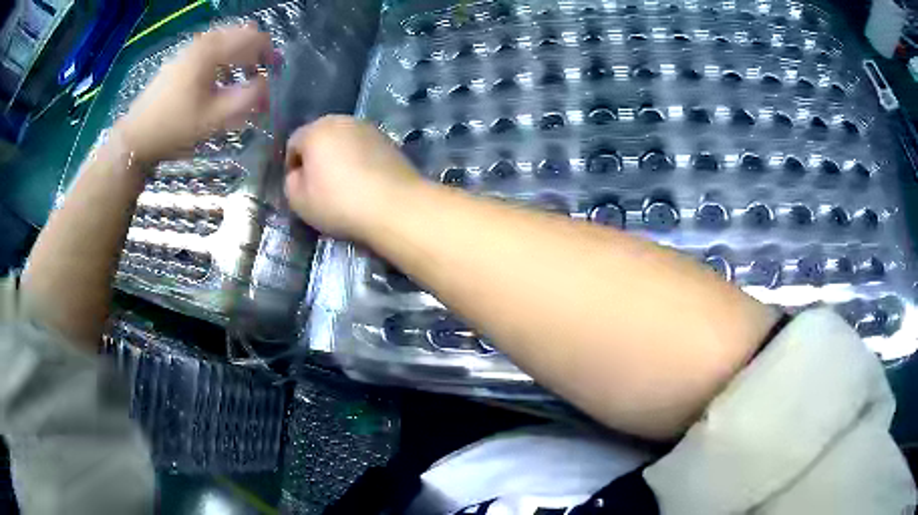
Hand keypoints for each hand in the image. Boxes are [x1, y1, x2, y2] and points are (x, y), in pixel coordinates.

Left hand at [116, 23, 272, 164]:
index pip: (254, 38)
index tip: (276, 73)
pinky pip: (211, 48)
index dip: (270, 53)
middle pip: (240, 34)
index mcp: (212, 50)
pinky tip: (219, 80)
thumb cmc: (175, 127)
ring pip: (225, 40)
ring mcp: (189, 49)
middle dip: (255, 52)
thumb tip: (267, 86)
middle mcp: (202, 41)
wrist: (136, 137)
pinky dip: (223, 58)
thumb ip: (247, 98)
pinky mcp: (181, 59)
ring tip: (241, 78)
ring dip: (239, 55)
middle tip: (260, 75)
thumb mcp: (215, 117)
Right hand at [284, 115, 423, 238]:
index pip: (294, 143)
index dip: (292, 165)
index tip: (299, 188)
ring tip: (344, 185)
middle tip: (320, 186)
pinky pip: (364, 149)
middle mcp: (342, 121)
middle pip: (320, 137)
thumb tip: (299, 174)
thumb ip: (291, 182)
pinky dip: (359, 161)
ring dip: (339, 157)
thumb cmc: (339, 203)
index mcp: (316, 130)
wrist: (395, 206)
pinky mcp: (389, 141)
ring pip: (344, 141)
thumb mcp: (299, 201)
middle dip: (316, 157)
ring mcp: (369, 128)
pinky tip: (364, 182)